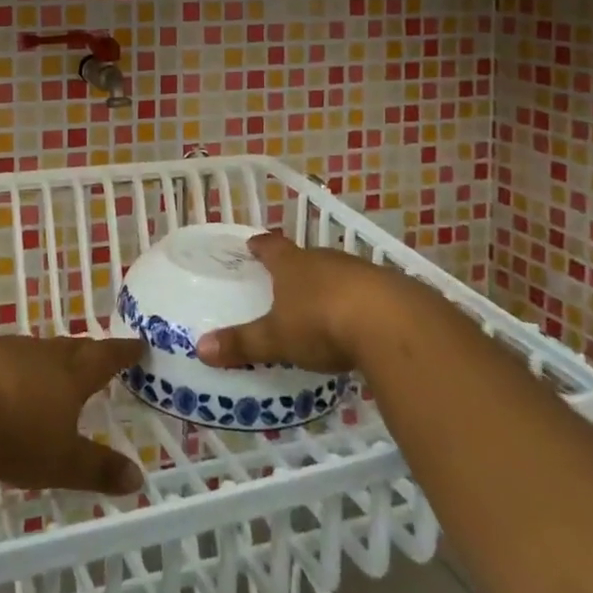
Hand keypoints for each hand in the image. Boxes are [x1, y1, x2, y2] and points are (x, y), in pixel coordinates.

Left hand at [0, 334, 144, 495]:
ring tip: (45, 370)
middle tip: (95, 352)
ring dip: (42, 360)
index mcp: (69, 375)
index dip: (122, 353)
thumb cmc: (14, 430)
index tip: (137, 343)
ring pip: (31, 351)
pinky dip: (3, 368)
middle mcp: (39, 354)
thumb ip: (97, 469)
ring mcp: (1, 349)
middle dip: (85, 352)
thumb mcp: (60, 461)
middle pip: (69, 348)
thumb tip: (138, 479)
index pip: (104, 359)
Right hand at [195, 231, 399, 374]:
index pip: (270, 247)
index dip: (260, 246)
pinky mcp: (390, 290)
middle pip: (305, 258)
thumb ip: (243, 343)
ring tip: (323, 304)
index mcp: (292, 264)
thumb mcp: (277, 338)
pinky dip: (359, 303)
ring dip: (330, 285)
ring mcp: (359, 270)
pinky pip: (367, 292)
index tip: (252, 244)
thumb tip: (200, 348)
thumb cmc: (322, 322)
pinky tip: (361, 323)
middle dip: (296, 268)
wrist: (392, 323)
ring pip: (338, 273)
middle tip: (286, 281)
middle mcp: (324, 259)